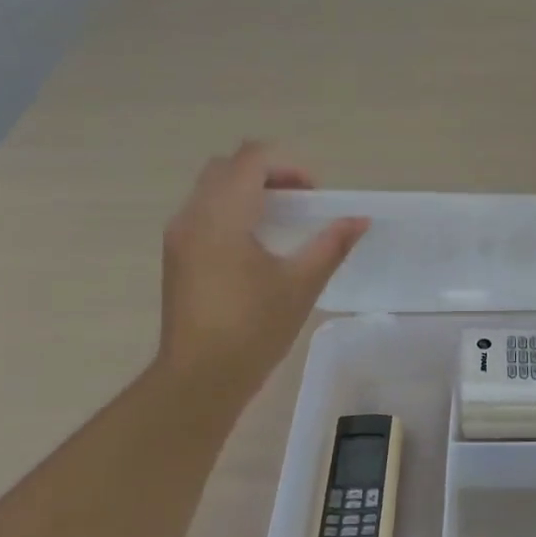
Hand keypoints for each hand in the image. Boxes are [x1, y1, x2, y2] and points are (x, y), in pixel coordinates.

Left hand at [153, 142, 368, 397]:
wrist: (199, 377)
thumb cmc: (253, 328)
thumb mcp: (301, 284)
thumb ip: (331, 244)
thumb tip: (360, 220)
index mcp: (222, 215)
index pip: (251, 159)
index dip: (288, 166)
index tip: (314, 195)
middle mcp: (193, 216)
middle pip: (228, 167)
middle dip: (268, 174)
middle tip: (300, 203)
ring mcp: (179, 236)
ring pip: (212, 189)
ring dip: (248, 192)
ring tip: (282, 224)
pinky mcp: (176, 257)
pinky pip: (203, 213)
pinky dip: (231, 211)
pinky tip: (256, 247)